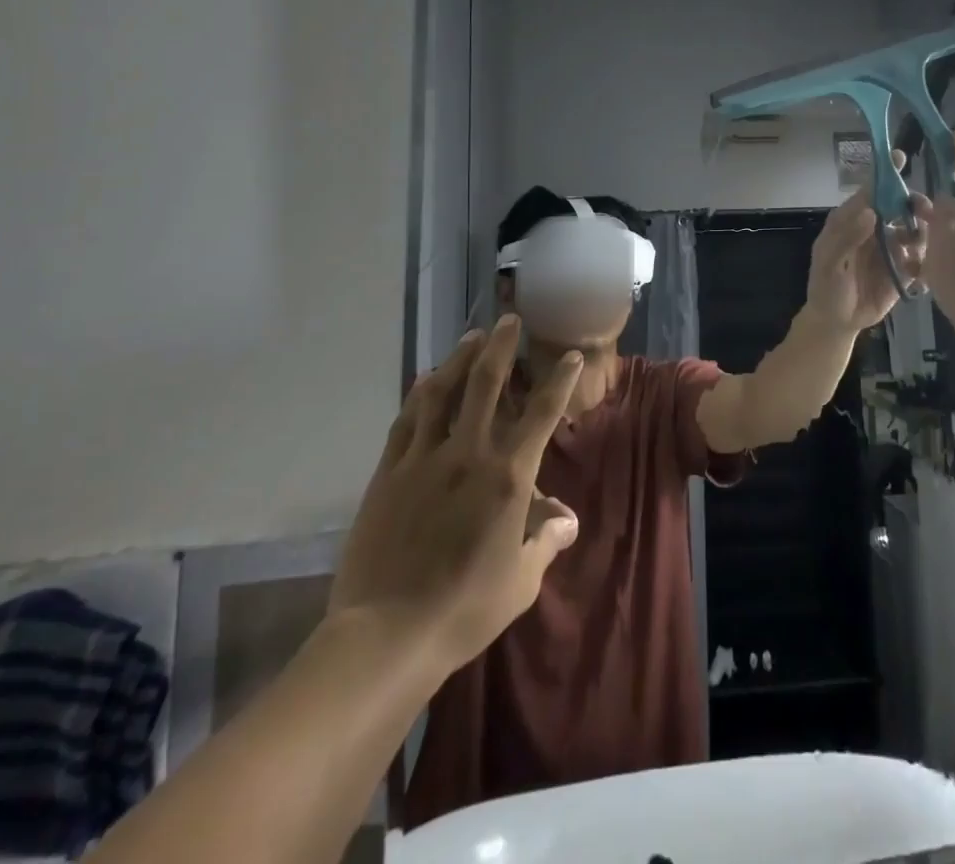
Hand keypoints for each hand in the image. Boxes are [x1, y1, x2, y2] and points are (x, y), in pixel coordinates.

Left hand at [329, 317, 582, 673]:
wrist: (386, 634)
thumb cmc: (465, 609)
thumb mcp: (521, 580)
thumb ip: (546, 541)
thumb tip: (567, 519)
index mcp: (509, 477)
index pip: (542, 414)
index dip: (559, 380)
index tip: (568, 355)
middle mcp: (469, 454)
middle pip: (486, 385)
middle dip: (501, 347)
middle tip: (508, 320)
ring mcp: (425, 459)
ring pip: (443, 393)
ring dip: (459, 360)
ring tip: (471, 337)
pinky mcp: (389, 473)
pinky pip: (407, 422)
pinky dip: (419, 395)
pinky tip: (425, 381)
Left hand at [805, 150, 930, 332]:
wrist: (837, 322)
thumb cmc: (826, 287)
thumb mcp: (829, 263)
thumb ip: (847, 237)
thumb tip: (870, 211)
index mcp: (853, 219)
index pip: (871, 190)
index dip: (885, 174)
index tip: (899, 156)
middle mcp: (877, 228)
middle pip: (902, 206)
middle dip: (916, 206)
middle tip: (925, 216)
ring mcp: (893, 248)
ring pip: (918, 230)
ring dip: (923, 238)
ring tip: (915, 257)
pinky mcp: (907, 269)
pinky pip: (924, 260)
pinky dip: (926, 265)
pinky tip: (917, 278)